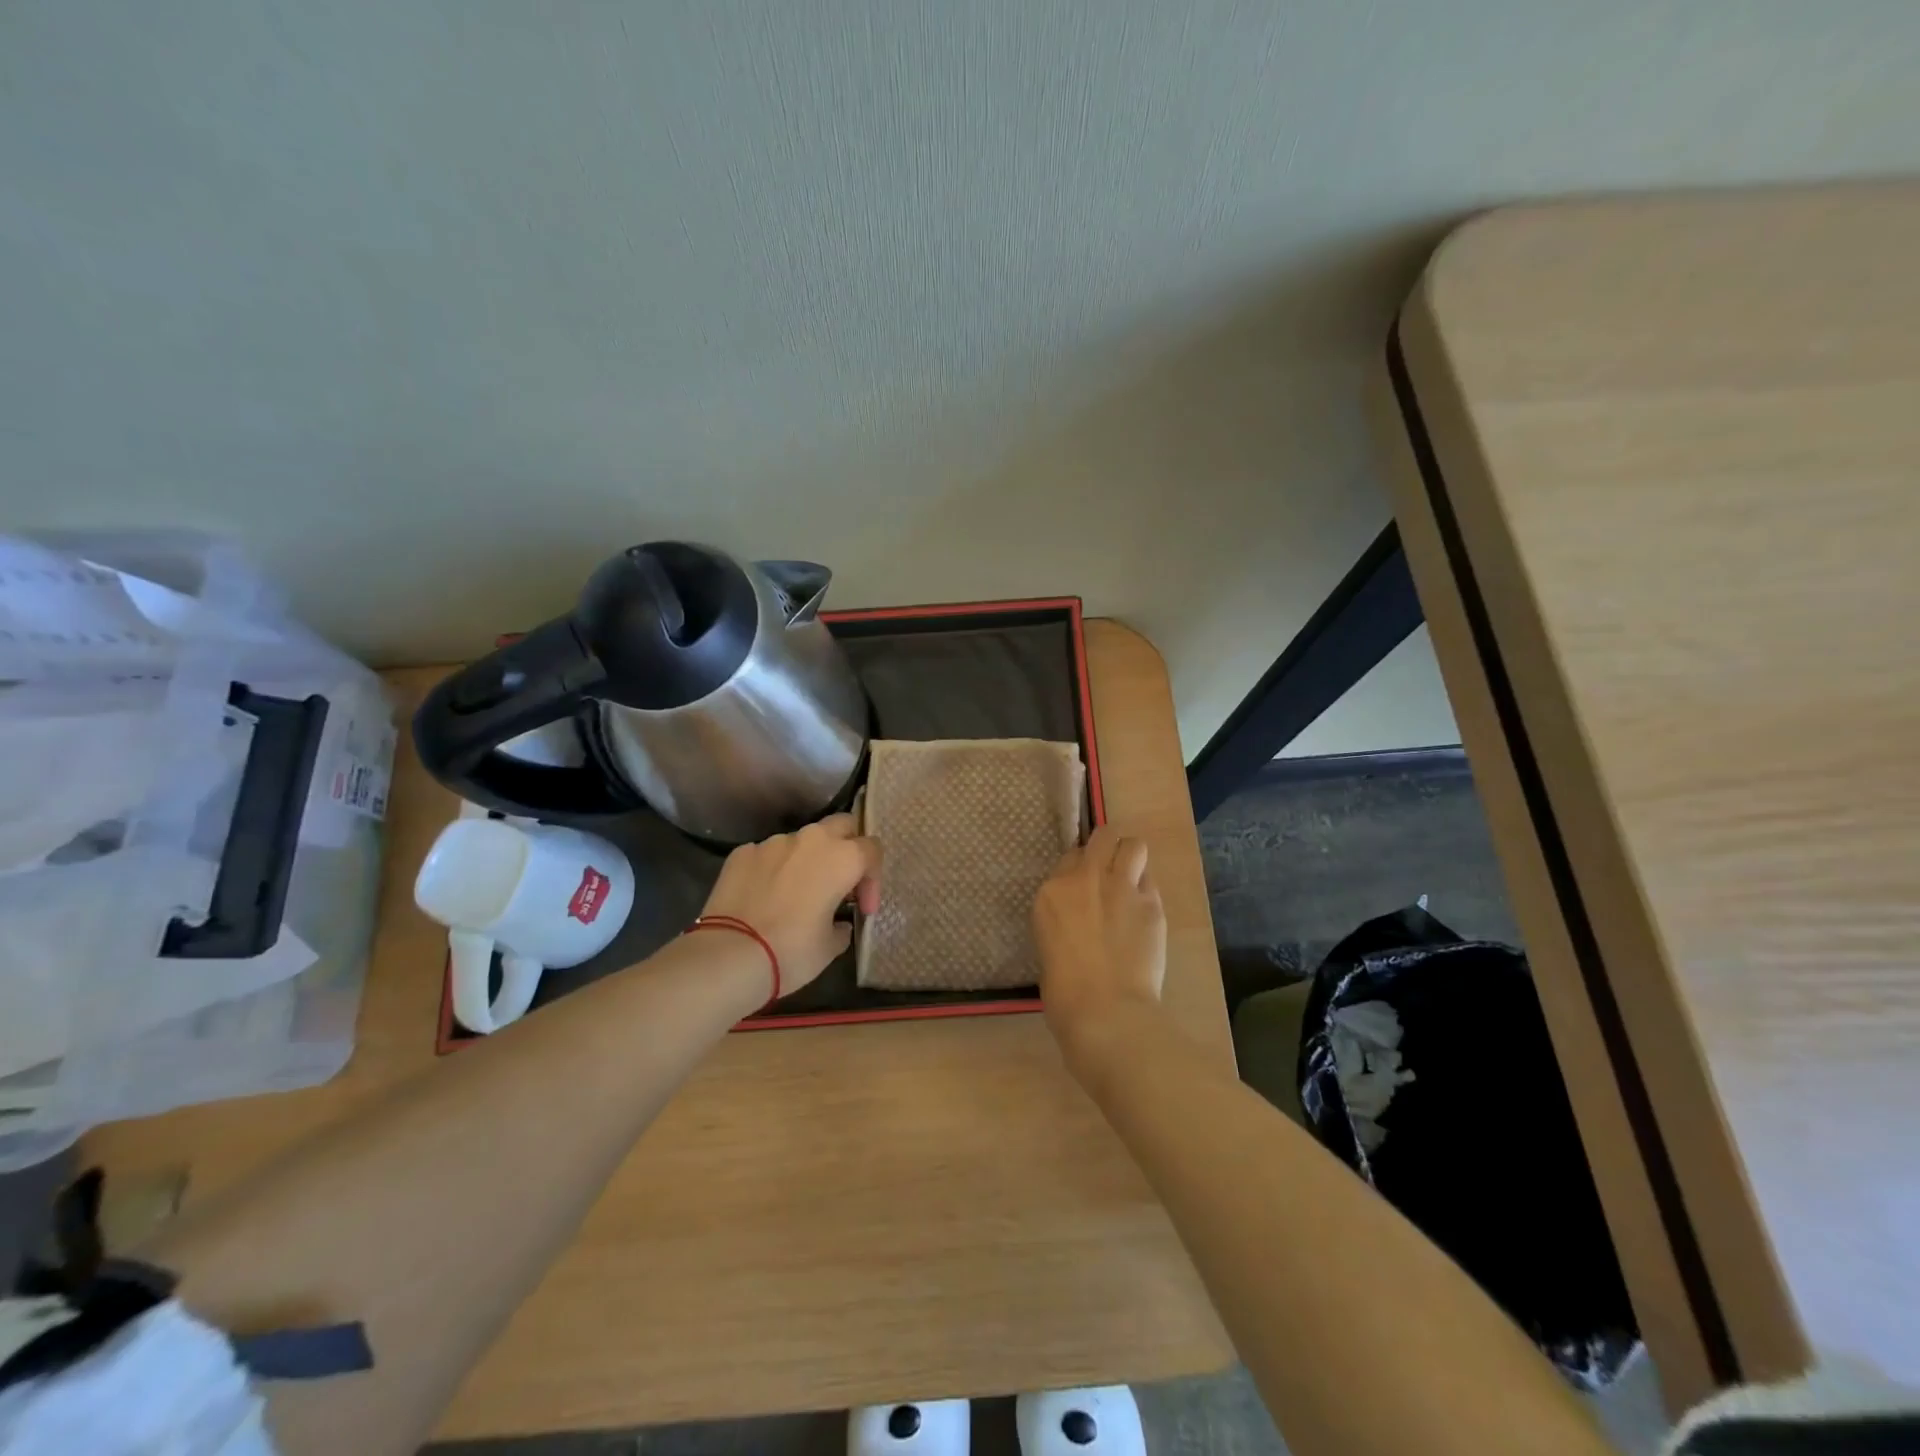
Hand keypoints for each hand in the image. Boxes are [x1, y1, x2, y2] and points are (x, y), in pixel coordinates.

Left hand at [699, 813, 882, 995]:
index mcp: (842, 858)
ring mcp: (772, 842)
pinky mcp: (742, 853)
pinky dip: (773, 869)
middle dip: (847, 847)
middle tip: (840, 882)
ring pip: (801, 841)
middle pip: (842, 825)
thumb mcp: (830, 946)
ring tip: (796, 894)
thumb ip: (841, 926)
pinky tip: (764, 898)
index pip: (872, 850)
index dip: (873, 880)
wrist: (729, 956)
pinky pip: (767, 854)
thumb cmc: (792, 952)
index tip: (862, 909)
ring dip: (807, 860)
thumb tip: (836, 922)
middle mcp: (810, 840)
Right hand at [1032, 825, 1166, 1061]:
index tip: (1083, 888)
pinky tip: (1143, 912)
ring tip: (1130, 879)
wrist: (1105, 1012)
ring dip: (1131, 857)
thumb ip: (1065, 920)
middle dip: (1107, 849)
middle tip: (1109, 872)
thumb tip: (1080, 920)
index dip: (1079, 870)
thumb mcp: (1049, 946)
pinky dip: (1146, 890)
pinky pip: (1150, 882)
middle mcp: (1086, 879)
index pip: (1070, 858)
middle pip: (1102, 837)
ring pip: (1133, 845)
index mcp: (1051, 893)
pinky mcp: (1152, 904)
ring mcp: (1122, 888)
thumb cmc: (1064, 994)